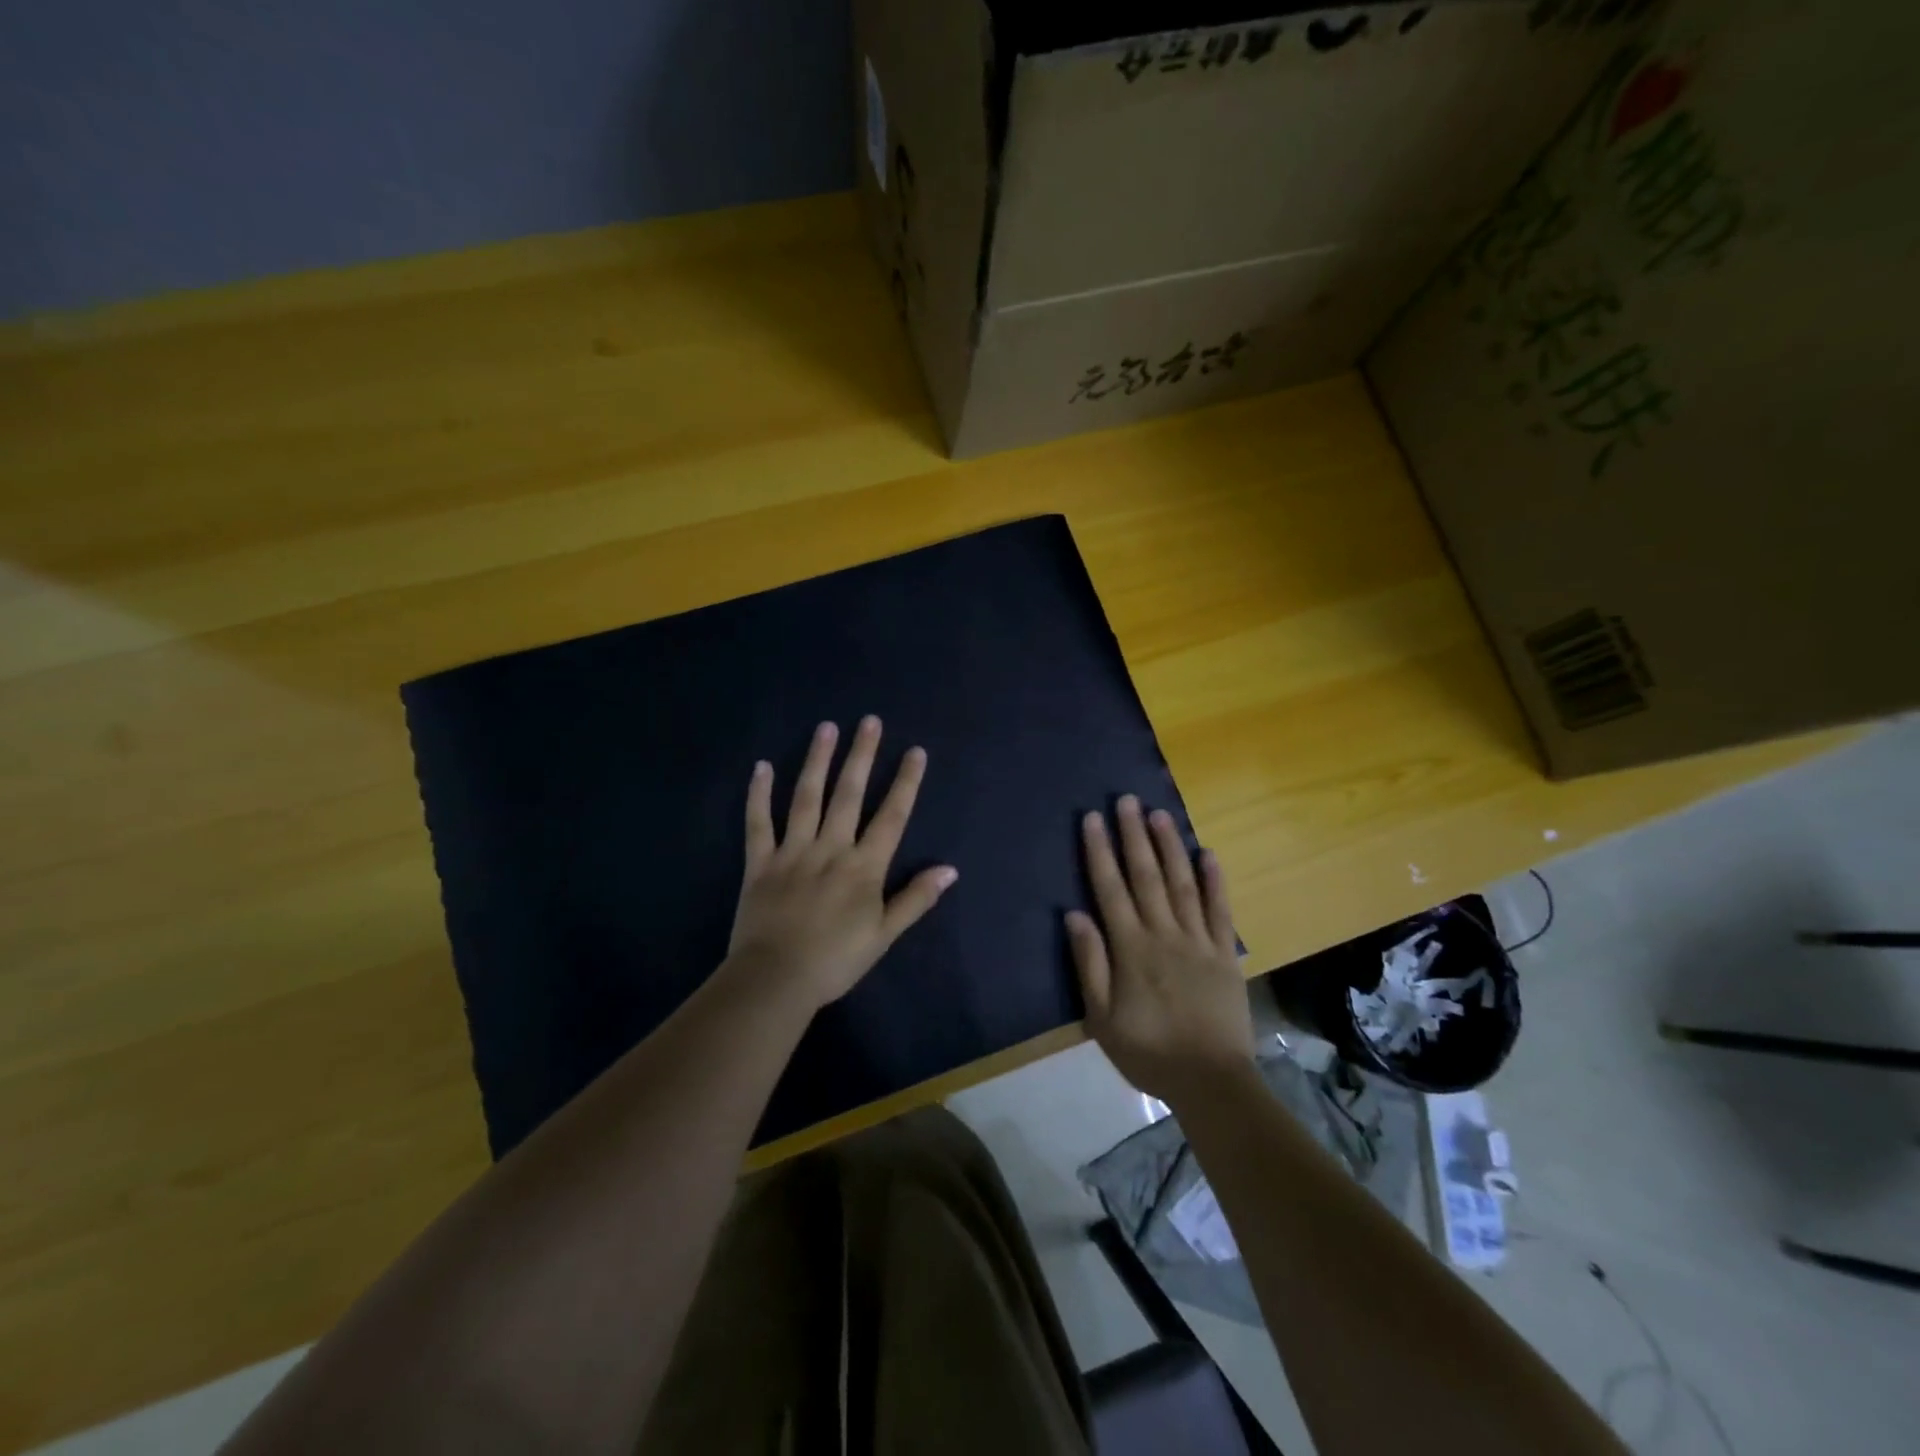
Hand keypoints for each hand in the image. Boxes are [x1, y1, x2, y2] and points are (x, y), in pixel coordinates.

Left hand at [727, 716, 956, 1009]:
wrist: (775, 980)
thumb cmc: (836, 961)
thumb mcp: (884, 935)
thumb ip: (916, 899)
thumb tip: (950, 869)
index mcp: (863, 867)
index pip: (891, 817)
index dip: (905, 783)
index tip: (915, 751)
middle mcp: (830, 849)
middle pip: (849, 795)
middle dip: (862, 756)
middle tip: (869, 721)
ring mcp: (793, 852)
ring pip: (806, 798)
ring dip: (818, 761)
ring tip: (827, 727)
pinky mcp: (760, 862)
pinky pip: (758, 822)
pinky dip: (759, 794)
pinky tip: (762, 766)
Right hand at [1067, 796, 1253, 1102]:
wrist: (1211, 1081)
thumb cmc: (1148, 1051)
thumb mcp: (1102, 1018)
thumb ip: (1090, 963)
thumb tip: (1075, 914)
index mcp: (1131, 948)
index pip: (1110, 889)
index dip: (1099, 851)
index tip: (1092, 818)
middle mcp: (1164, 933)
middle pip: (1146, 876)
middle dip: (1133, 835)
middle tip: (1126, 800)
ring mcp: (1198, 940)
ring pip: (1182, 883)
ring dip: (1170, 847)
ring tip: (1159, 814)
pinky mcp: (1225, 954)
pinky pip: (1219, 910)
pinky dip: (1215, 881)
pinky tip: (1208, 853)